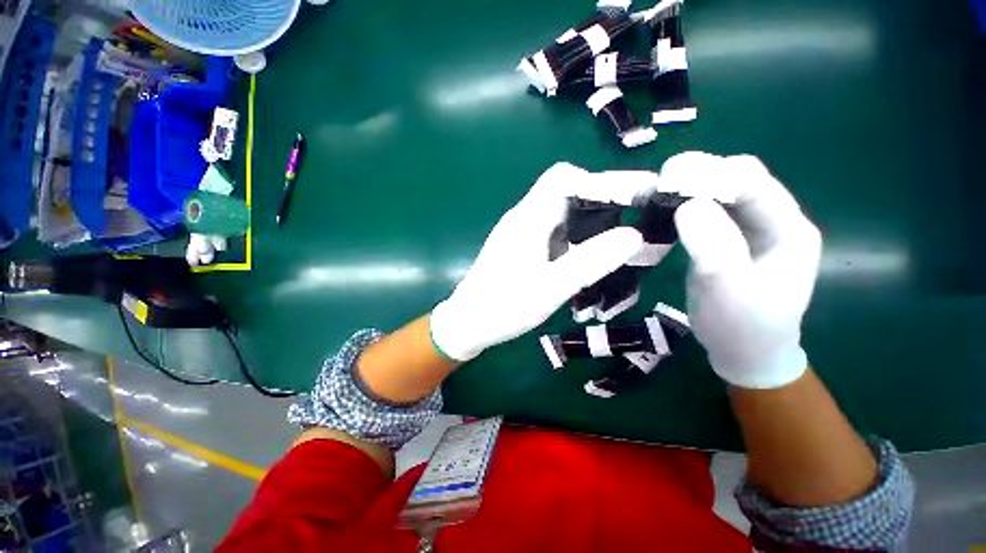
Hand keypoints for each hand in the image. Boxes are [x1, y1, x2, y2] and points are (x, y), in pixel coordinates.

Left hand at [430, 162, 644, 360]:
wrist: (468, 323)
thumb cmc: (504, 306)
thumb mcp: (551, 287)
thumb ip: (590, 261)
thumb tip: (633, 235)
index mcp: (528, 218)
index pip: (562, 177)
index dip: (596, 181)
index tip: (627, 200)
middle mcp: (523, 218)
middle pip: (563, 194)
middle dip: (597, 205)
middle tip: (626, 228)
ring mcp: (519, 233)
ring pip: (558, 215)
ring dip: (585, 225)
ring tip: (610, 247)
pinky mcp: (518, 248)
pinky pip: (550, 233)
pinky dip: (571, 240)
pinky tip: (581, 261)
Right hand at [670, 152, 821, 388]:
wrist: (743, 353)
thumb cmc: (742, 327)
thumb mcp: (729, 291)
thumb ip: (715, 247)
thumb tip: (687, 204)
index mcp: (788, 230)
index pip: (752, 182)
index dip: (710, 175)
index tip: (667, 181)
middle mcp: (772, 221)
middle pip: (735, 180)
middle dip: (696, 177)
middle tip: (656, 187)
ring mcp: (748, 230)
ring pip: (716, 194)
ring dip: (685, 190)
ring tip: (651, 195)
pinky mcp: (726, 239)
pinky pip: (704, 212)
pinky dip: (680, 207)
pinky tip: (660, 211)